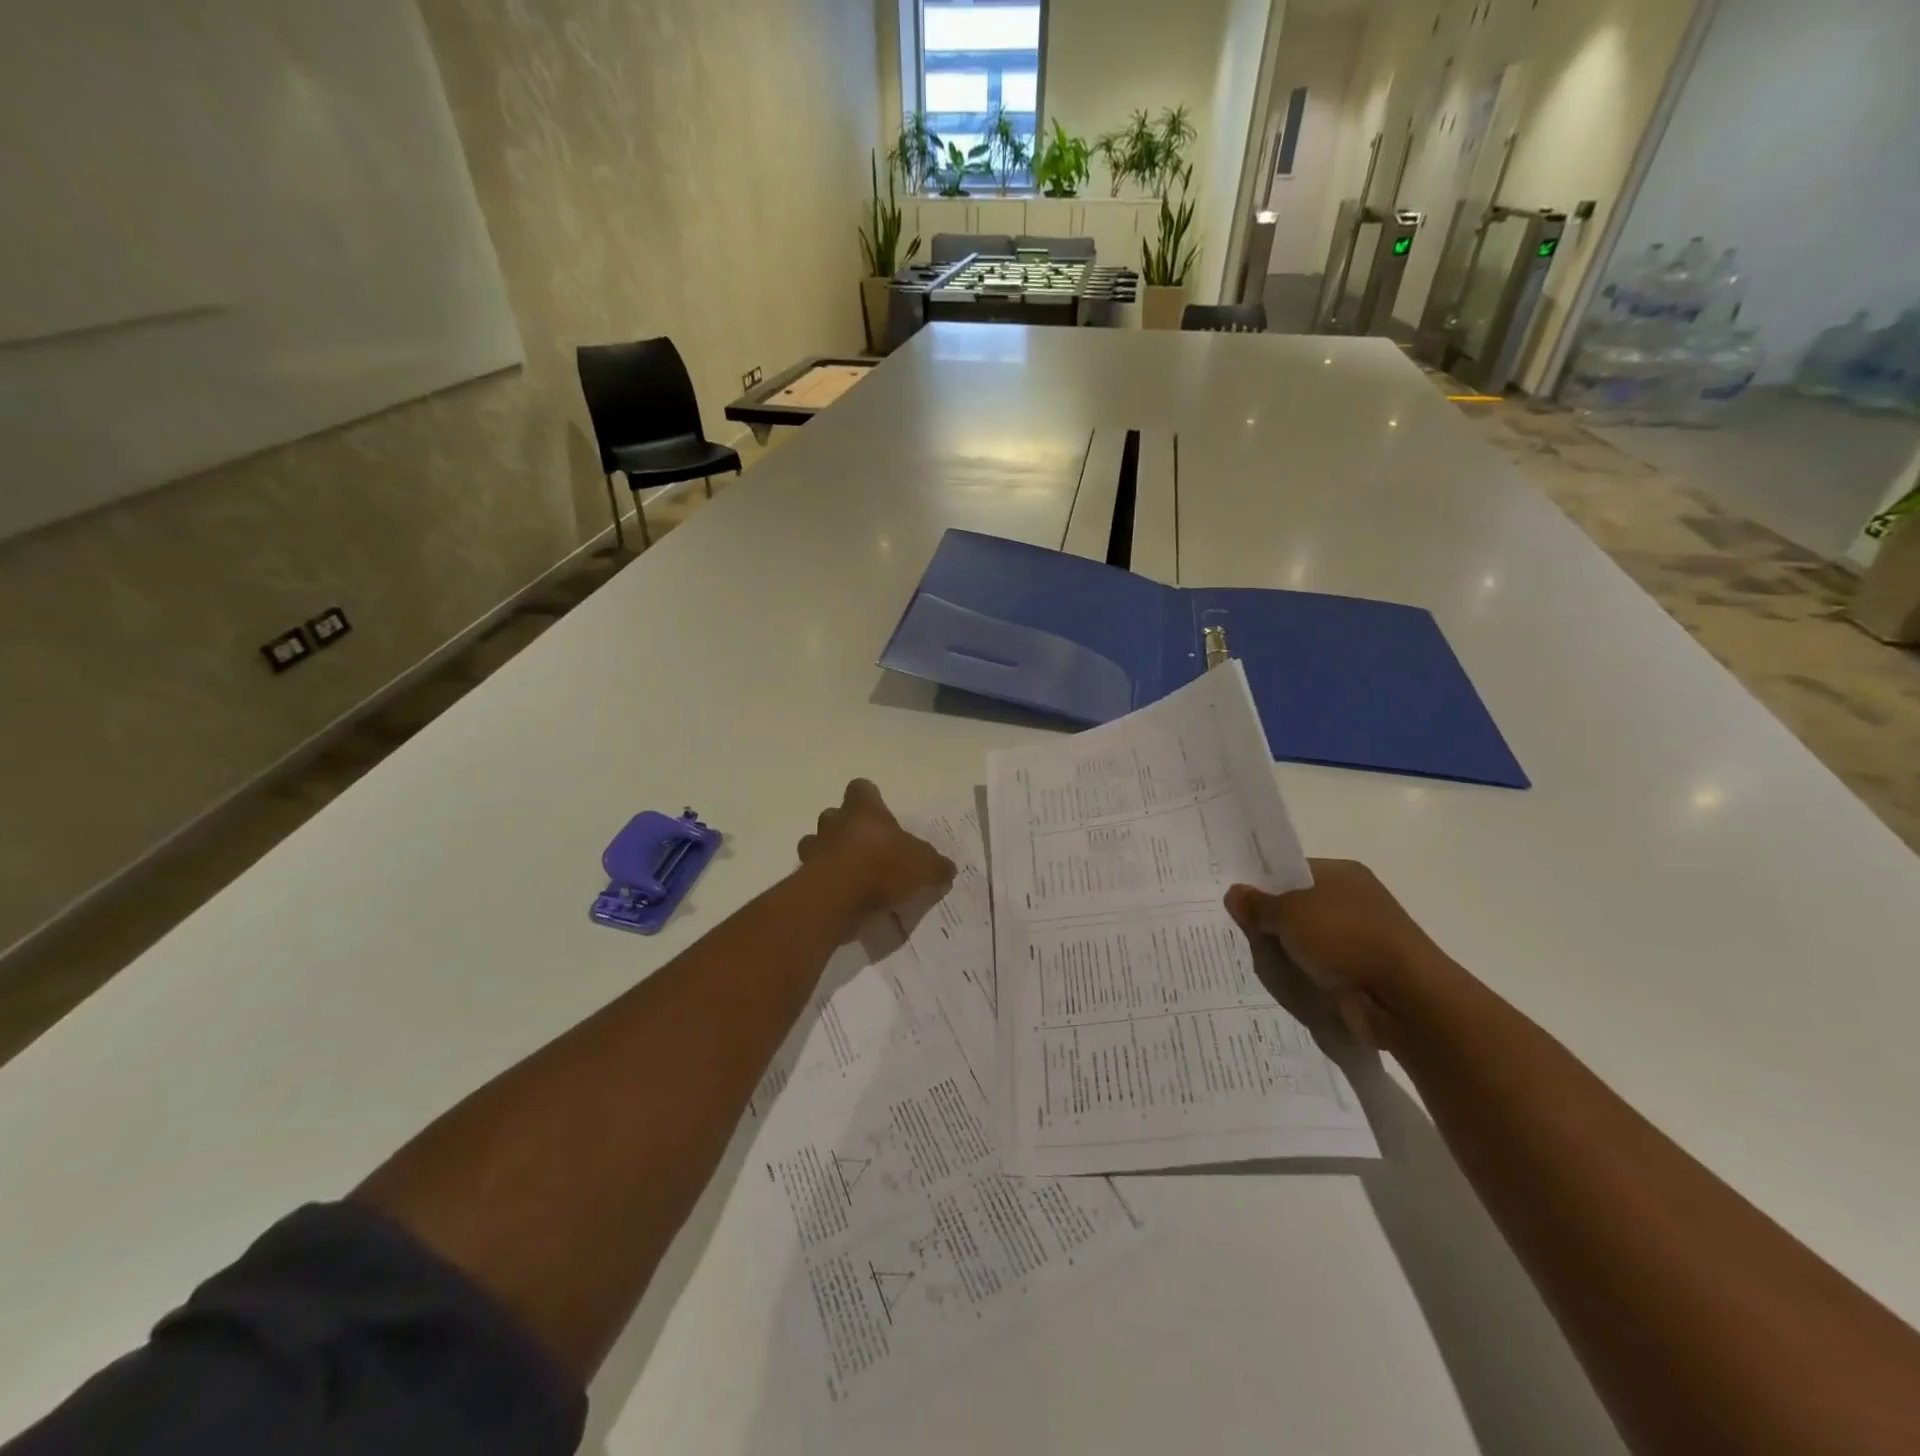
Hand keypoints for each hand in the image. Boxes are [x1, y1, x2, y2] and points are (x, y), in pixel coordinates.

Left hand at [797, 780, 954, 930]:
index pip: (861, 788)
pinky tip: (844, 899)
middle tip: (867, 849)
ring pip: (816, 844)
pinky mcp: (804, 879)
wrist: (837, 898)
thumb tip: (948, 868)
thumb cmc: (882, 867)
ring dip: (830, 855)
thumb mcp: (924, 866)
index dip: (869, 798)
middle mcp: (834, 823)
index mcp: (864, 811)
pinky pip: (813, 876)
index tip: (879, 812)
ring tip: (852, 875)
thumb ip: (936, 865)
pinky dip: (826, 884)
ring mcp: (814, 850)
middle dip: (846, 829)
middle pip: (834, 815)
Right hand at [1225, 859, 1448, 1051]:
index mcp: (1343, 874)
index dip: (1263, 883)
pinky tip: (1280, 984)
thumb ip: (1259, 905)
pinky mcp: (1365, 974)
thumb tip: (1234, 893)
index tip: (1235, 899)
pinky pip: (1321, 970)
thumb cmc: (1346, 939)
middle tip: (1235, 931)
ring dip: (1287, 953)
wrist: (1405, 998)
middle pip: (1299, 907)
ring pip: (1308, 942)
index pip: (1293, 871)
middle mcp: (1355, 901)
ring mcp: (1362, 939)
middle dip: (1270, 921)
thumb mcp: (1289, 914)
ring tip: (1251, 960)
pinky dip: (1304, 977)